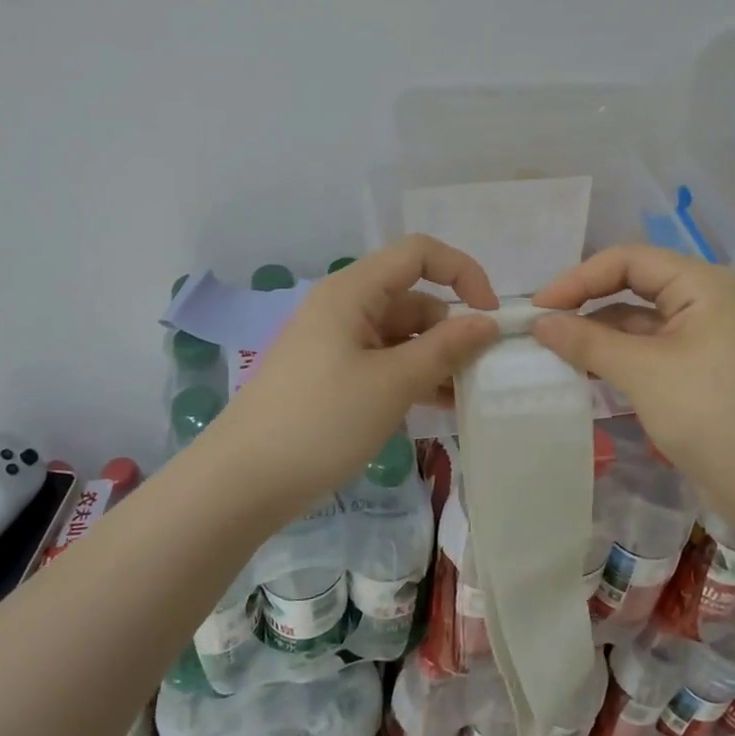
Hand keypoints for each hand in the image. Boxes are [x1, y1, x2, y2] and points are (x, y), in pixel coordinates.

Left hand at [211, 235, 499, 508]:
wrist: (243, 481)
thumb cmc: (321, 421)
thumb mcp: (393, 383)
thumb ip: (445, 348)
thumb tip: (488, 322)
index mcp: (352, 291)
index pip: (418, 254)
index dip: (462, 272)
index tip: (491, 316)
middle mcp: (345, 308)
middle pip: (413, 297)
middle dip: (452, 327)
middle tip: (483, 370)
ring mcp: (337, 343)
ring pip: (402, 335)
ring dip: (436, 358)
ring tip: (466, 395)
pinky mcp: (333, 376)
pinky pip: (385, 363)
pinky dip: (413, 377)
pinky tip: (439, 407)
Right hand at [530, 245, 734, 493]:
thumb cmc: (710, 412)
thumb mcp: (642, 371)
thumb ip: (587, 341)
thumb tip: (539, 323)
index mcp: (701, 283)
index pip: (628, 260)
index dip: (579, 278)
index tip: (538, 308)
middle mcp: (704, 300)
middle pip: (633, 284)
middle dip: (586, 302)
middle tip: (541, 326)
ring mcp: (702, 336)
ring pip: (638, 320)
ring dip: (597, 332)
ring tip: (553, 351)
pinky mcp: (697, 370)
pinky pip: (648, 349)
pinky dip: (616, 356)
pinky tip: (584, 371)